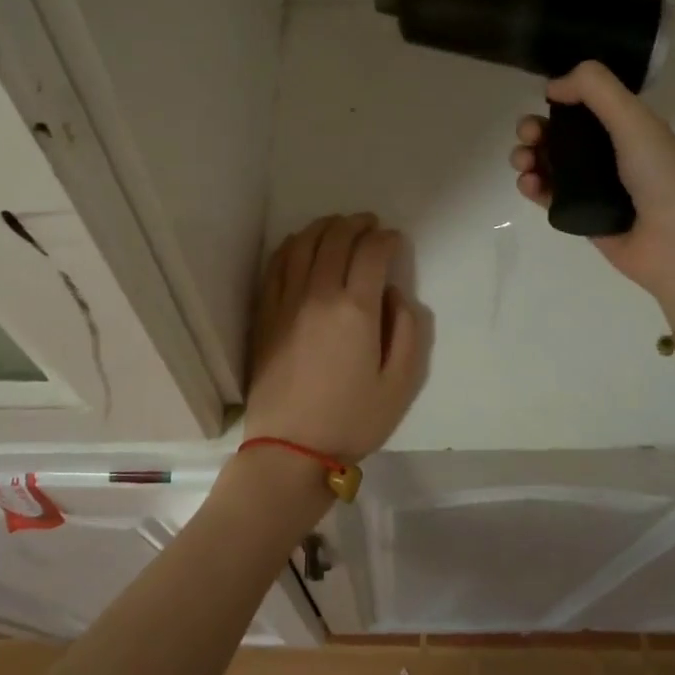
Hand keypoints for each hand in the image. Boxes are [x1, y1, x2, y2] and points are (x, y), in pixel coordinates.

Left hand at [244, 213, 425, 467]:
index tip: (395, 241)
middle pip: (337, 238)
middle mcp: (319, 294)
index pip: (372, 252)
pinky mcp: (265, 312)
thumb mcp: (401, 384)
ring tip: (340, 227)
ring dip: (326, 227)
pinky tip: (303, 244)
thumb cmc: (351, 420)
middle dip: (358, 224)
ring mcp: (287, 301)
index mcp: (356, 310)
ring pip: (305, 243)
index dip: (387, 238)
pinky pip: (278, 263)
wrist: (290, 450)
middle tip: (371, 225)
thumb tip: (395, 295)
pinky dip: (294, 244)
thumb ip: (409, 331)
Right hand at [510, 61, 674, 315]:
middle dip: (535, 128)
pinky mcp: (577, 214)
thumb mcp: (634, 120)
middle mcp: (607, 152)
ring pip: (547, 162)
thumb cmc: (660, 176)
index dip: (560, 98)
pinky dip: (531, 185)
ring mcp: (591, 185)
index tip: (546, 100)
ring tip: (524, 162)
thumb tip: (552, 85)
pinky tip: (529, 184)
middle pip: (558, 132)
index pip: (583, 103)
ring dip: (527, 155)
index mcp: (625, 125)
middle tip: (529, 136)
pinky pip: (546, 194)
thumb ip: (595, 89)